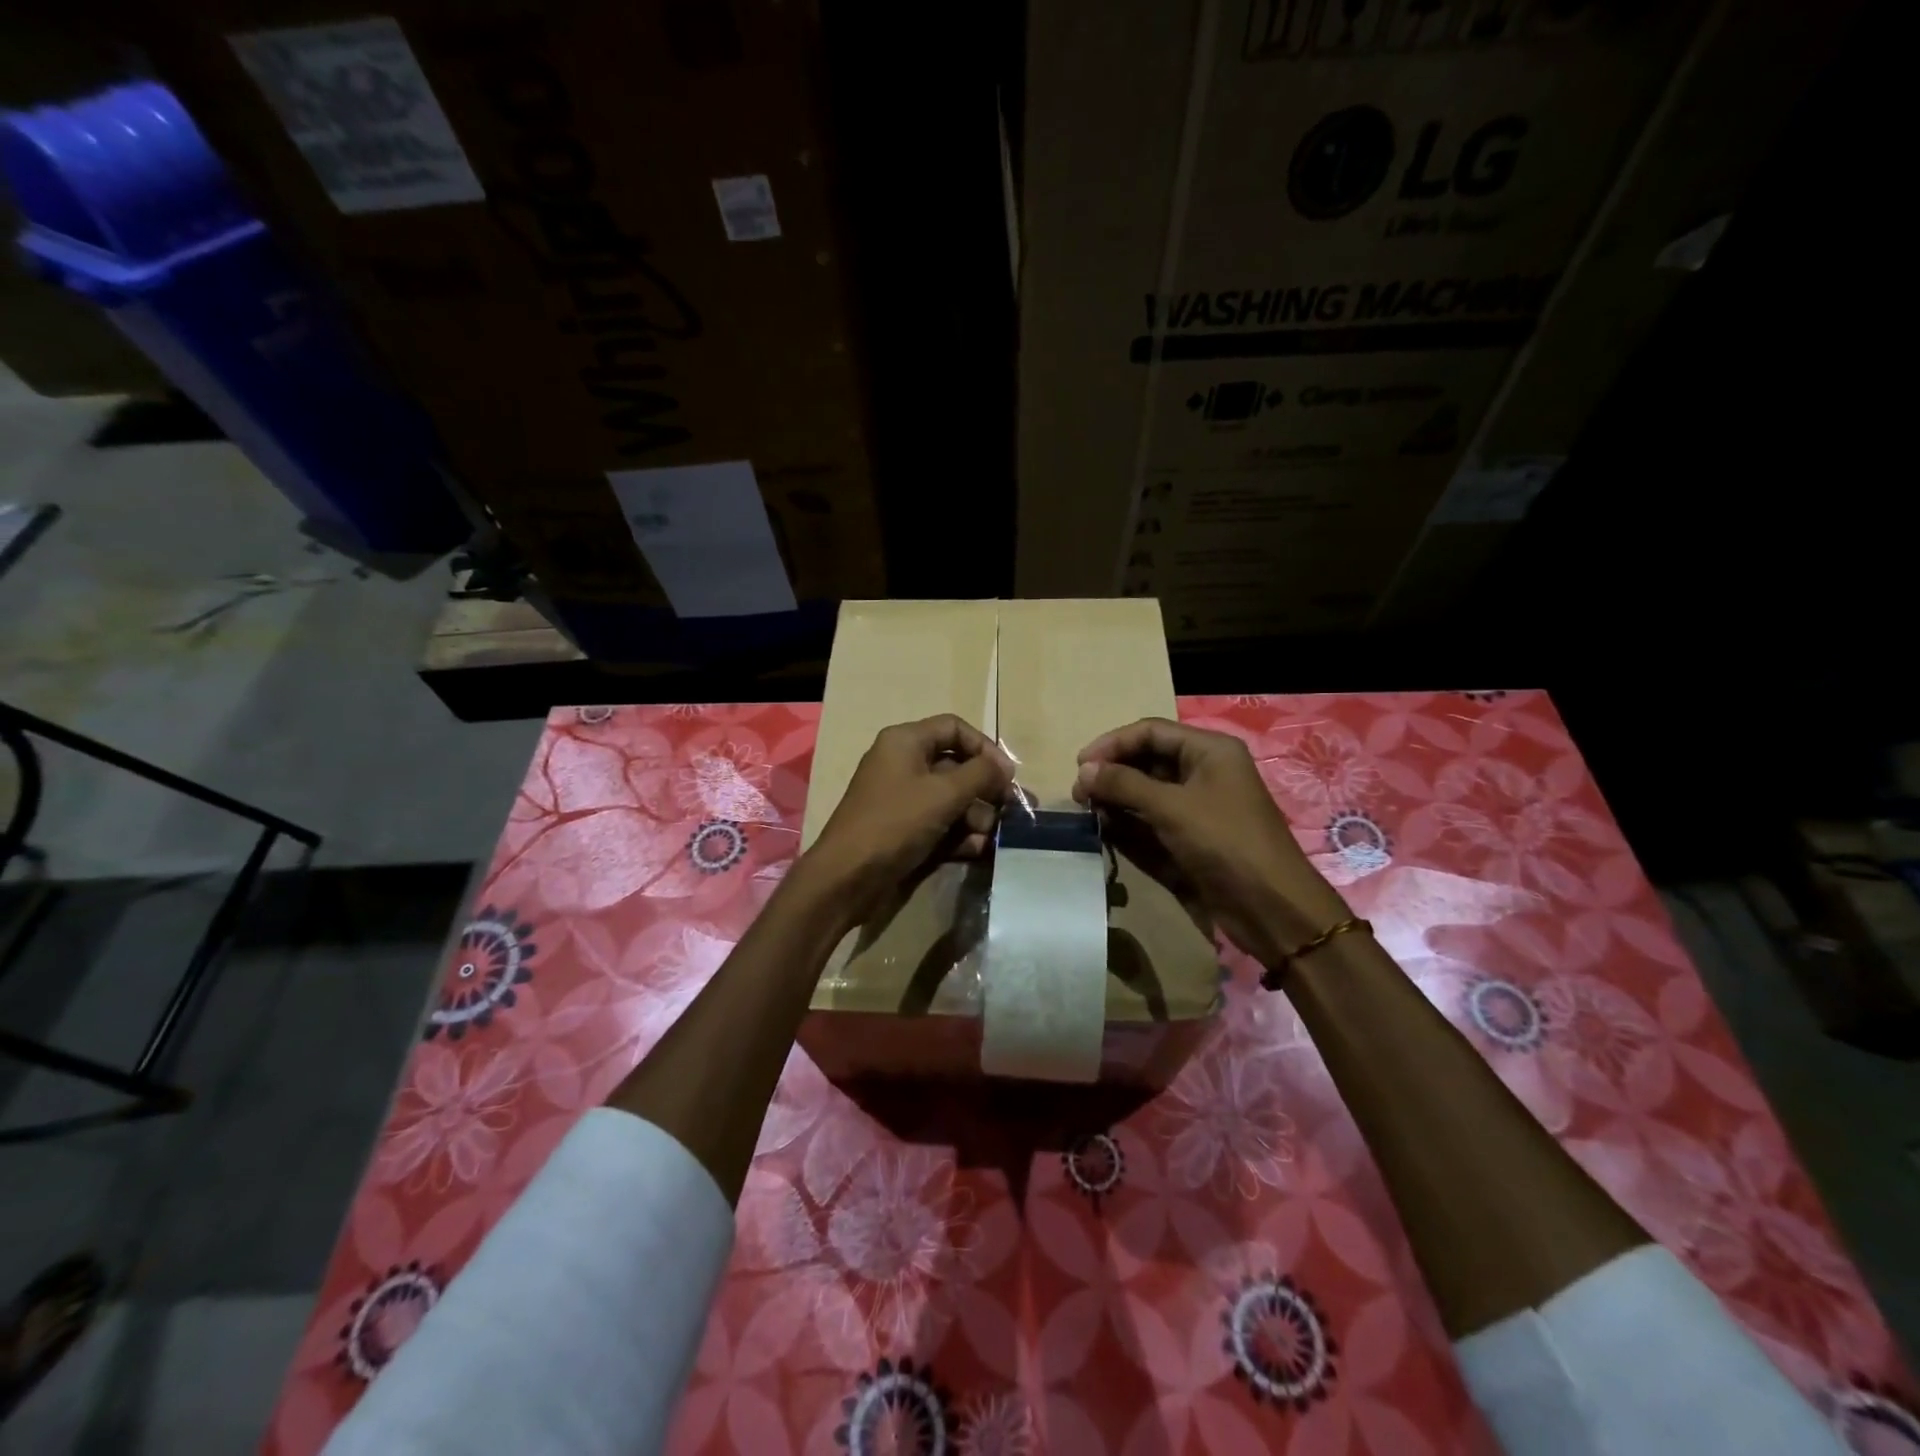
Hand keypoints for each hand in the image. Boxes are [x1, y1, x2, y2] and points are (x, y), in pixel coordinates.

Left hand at [804, 715, 1014, 922]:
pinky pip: (938, 823)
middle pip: (955, 765)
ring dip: (975, 816)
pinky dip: (958, 834)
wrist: (847, 877)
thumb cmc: (896, 822)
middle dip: (984, 789)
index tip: (1006, 775)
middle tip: (1010, 809)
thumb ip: (981, 774)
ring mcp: (901, 799)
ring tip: (989, 835)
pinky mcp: (902, 829)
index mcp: (905, 742)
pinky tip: (976, 850)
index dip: (984, 747)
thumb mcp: (945, 793)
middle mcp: (902, 764)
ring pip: (950, 798)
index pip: (954, 728)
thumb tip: (1004, 766)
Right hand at [1073, 717, 1349, 967]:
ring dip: (1117, 796)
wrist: (1270, 907)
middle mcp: (1203, 770)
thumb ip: (1124, 784)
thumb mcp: (1172, 807)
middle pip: (1147, 758)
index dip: (1112, 744)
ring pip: (1147, 789)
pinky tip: (1105, 826)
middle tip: (1079, 793)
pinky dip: (1128, 819)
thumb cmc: (1225, 843)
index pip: (1150, 731)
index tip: (1079, 765)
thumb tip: (1083, 770)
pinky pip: (1152, 817)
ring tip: (1087, 809)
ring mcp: (1197, 804)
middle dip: (1112, 771)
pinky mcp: (1191, 834)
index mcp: (1209, 750)